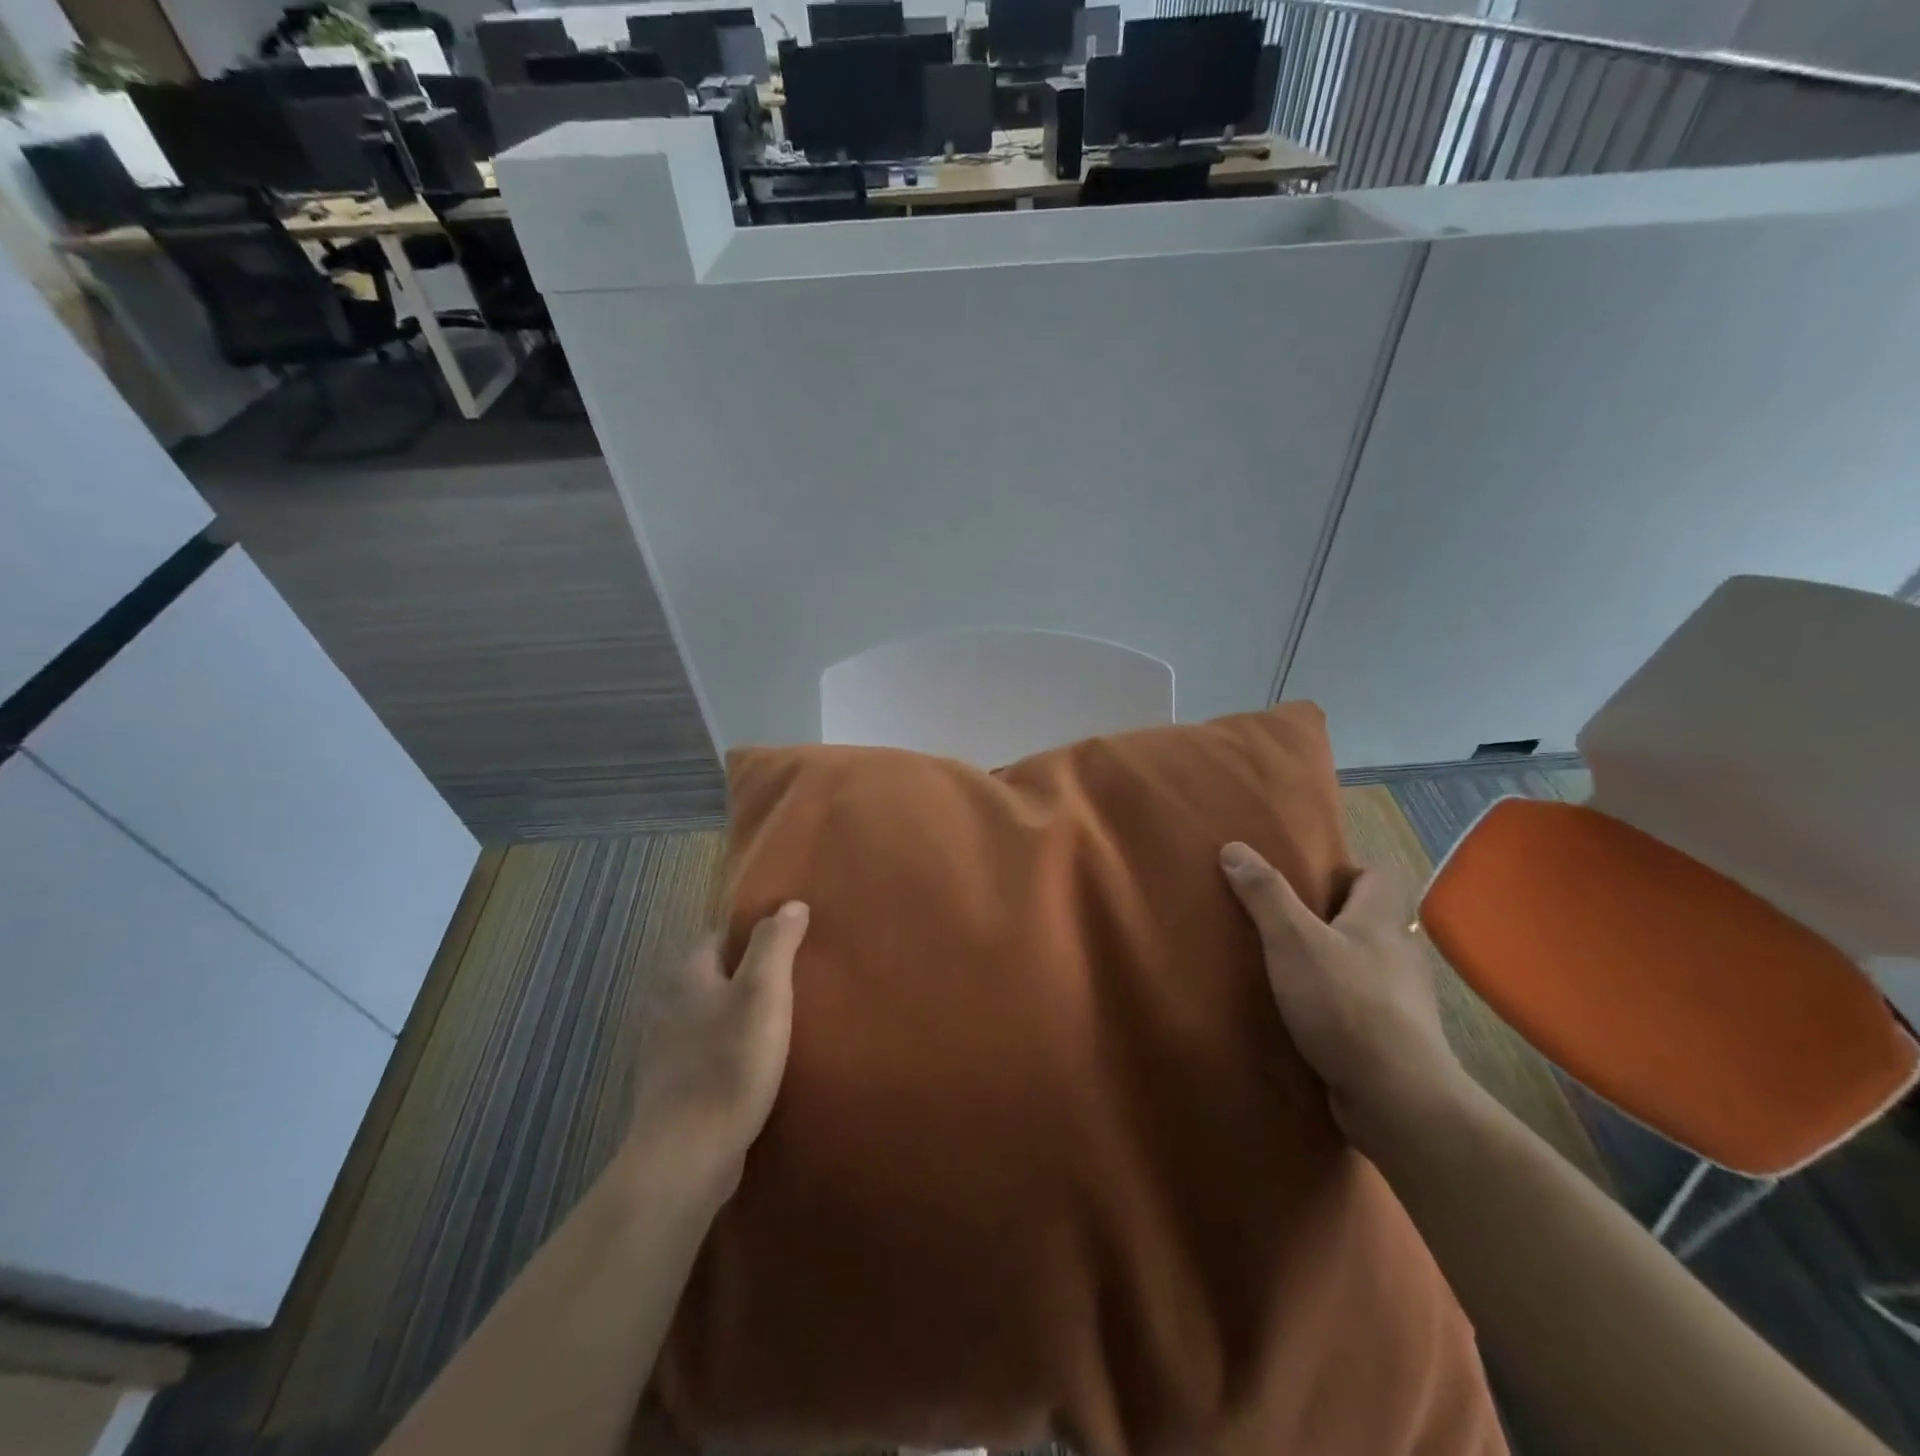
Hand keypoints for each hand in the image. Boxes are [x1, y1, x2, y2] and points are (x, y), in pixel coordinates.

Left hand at [623, 902, 809, 1200]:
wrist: (688, 1155)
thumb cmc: (729, 1063)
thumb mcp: (762, 993)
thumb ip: (775, 945)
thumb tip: (790, 904)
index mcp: (687, 976)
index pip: (718, 936)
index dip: (750, 933)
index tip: (785, 939)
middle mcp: (668, 1005)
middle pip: (711, 975)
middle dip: (744, 973)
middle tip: (790, 979)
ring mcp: (665, 1050)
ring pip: (708, 1015)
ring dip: (736, 1014)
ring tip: (778, 1020)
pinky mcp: (672, 1088)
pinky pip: (705, 1052)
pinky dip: (727, 1049)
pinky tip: (753, 1064)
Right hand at [1219, 844, 1468, 1149]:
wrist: (1397, 1099)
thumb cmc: (1345, 1004)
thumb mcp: (1292, 940)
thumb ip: (1265, 894)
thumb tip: (1234, 847)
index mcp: (1382, 921)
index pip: (1379, 876)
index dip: (1346, 872)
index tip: (1307, 883)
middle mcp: (1401, 954)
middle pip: (1372, 920)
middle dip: (1334, 918)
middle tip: (1287, 924)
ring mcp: (1405, 1000)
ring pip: (1370, 965)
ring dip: (1338, 963)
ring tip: (1294, 970)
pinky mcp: (1399, 1040)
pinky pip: (1368, 1006)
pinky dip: (1343, 1004)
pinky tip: (1313, 1017)